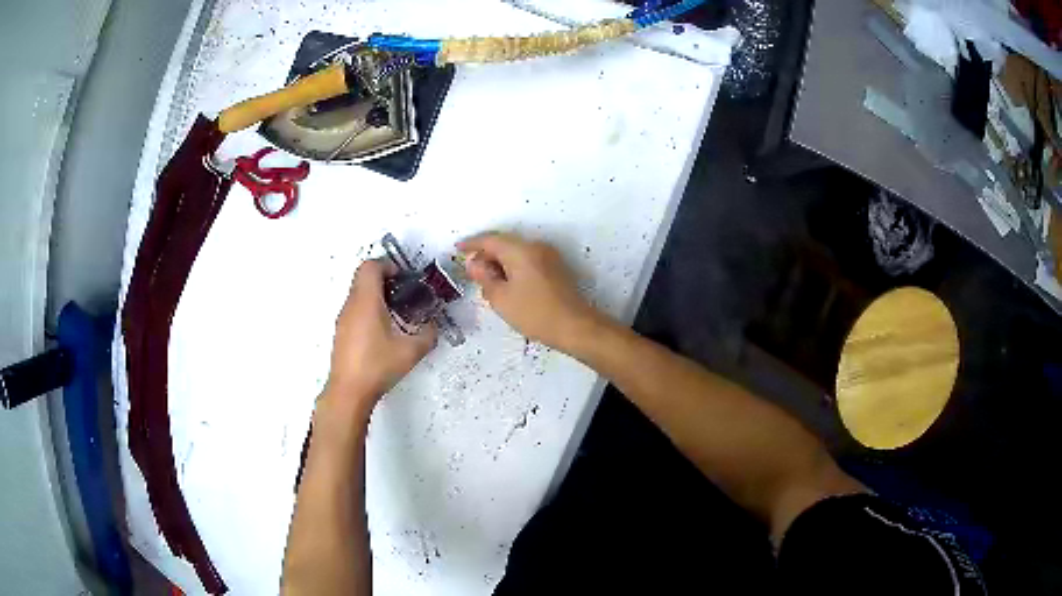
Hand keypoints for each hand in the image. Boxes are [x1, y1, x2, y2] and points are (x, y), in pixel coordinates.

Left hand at [325, 259, 436, 412]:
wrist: (349, 391)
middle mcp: (351, 304)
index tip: (404, 279)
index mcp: (366, 301)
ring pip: (358, 293)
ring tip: (396, 314)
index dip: (388, 265)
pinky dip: (368, 309)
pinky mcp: (341, 332)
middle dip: (385, 279)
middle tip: (404, 294)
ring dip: (376, 295)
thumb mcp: (411, 352)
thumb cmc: (378, 366)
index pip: (371, 266)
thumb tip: (433, 327)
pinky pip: (354, 309)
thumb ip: (428, 335)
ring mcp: (343, 318)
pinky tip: (382, 331)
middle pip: (363, 277)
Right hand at [458, 232, 605, 351]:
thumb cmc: (535, 313)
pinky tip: (507, 285)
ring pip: (516, 252)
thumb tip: (474, 263)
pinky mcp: (555, 267)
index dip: (471, 244)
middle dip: (486, 254)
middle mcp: (536, 246)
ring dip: (500, 262)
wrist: (575, 327)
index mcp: (521, 250)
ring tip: (487, 282)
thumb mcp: (501, 298)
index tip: (457, 249)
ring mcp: (548, 256)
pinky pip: (527, 260)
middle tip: (471, 271)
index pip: (490, 240)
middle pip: (504, 243)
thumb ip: (484, 277)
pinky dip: (513, 267)